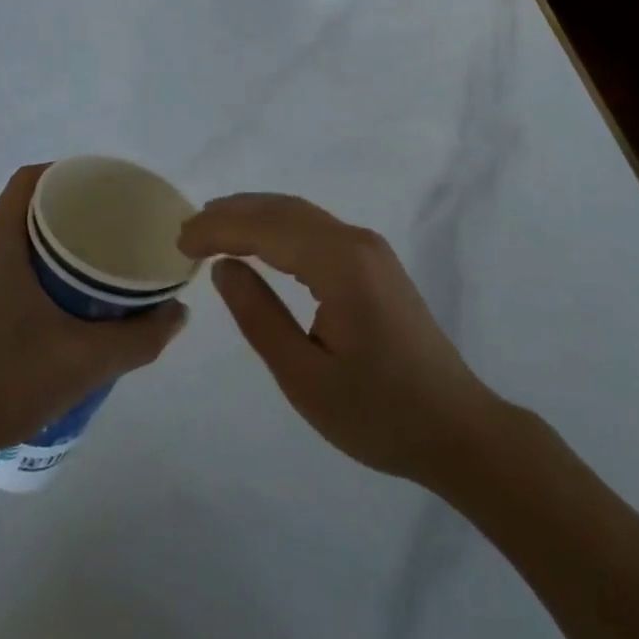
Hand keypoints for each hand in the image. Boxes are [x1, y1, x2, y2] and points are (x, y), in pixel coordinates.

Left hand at [0, 165, 187, 459]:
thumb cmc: (7, 379)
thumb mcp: (86, 359)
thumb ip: (141, 336)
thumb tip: (179, 312)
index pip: (32, 179)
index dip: (69, 174)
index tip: (106, 191)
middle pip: (26, 204)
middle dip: (68, 209)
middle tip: (110, 228)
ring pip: (12, 233)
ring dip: (49, 239)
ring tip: (92, 260)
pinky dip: (30, 261)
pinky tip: (58, 295)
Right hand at [178, 193, 508, 487]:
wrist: (458, 429)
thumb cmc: (379, 414)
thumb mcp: (305, 378)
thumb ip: (259, 316)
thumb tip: (224, 266)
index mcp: (340, 264)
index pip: (266, 228)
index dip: (219, 229)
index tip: (180, 241)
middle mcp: (356, 241)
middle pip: (282, 209)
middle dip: (231, 213)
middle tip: (188, 232)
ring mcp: (369, 247)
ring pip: (299, 213)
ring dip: (253, 215)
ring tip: (211, 228)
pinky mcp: (373, 260)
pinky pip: (315, 228)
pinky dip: (277, 226)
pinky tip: (258, 241)